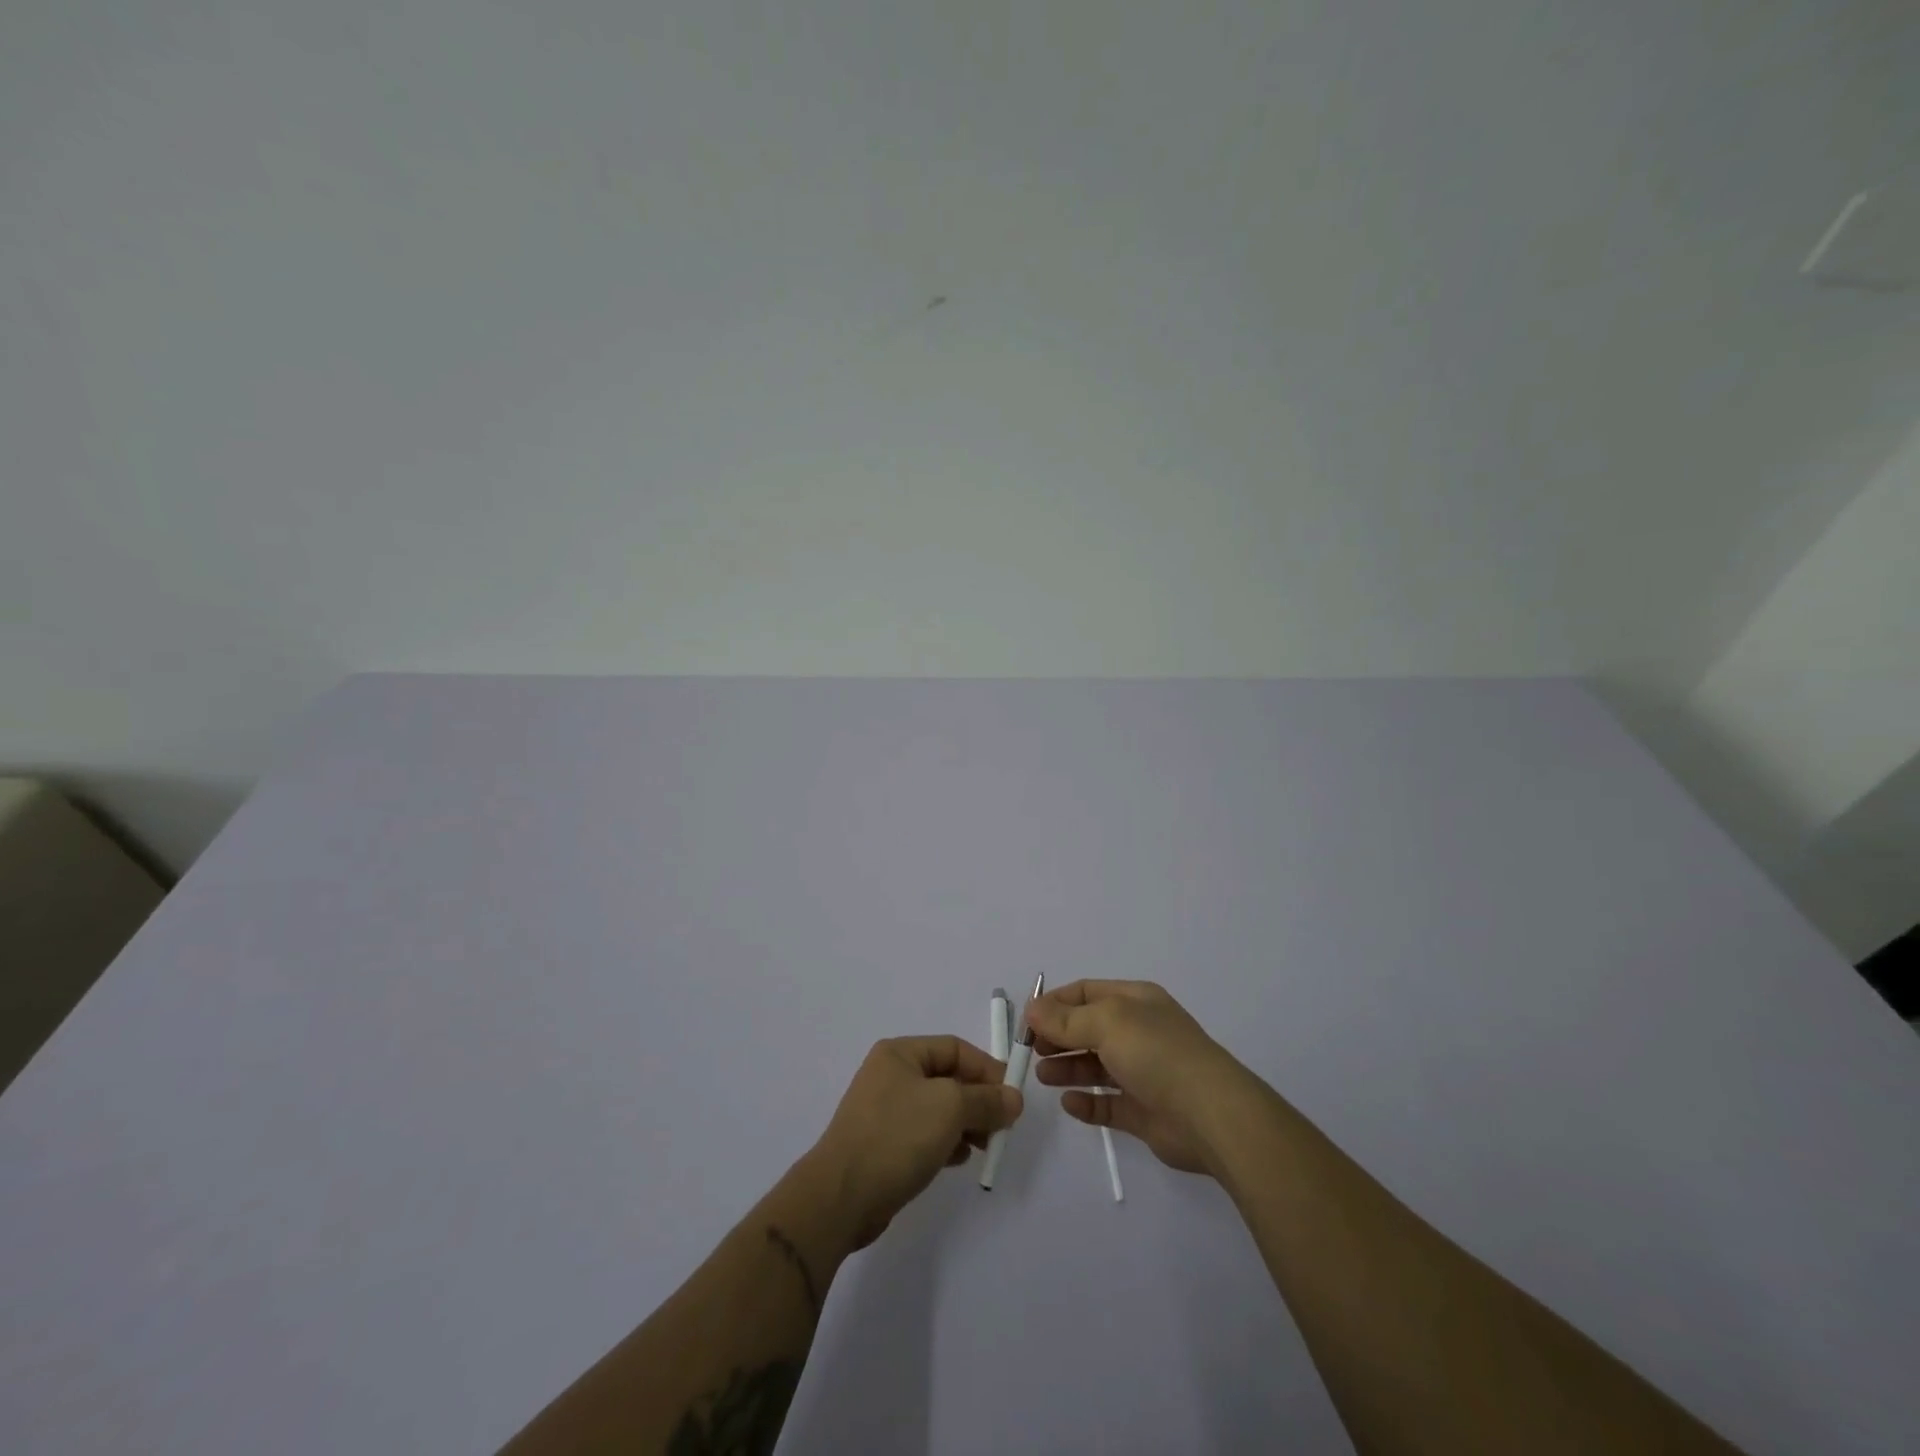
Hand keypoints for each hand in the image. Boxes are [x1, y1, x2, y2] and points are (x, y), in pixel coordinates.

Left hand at [807, 1036, 1022, 1248]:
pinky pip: (924, 1133)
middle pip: (948, 1078)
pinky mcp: (883, 1143)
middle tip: (1003, 1127)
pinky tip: (959, 1159)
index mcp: (900, 1053)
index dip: (987, 1069)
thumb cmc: (897, 1136)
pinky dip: (946, 1142)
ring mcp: (885, 1110)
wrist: (841, 1196)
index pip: (955, 1048)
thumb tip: (1014, 1098)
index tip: (1011, 1097)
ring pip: (938, 1108)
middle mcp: (891, 1074)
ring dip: (966, 1124)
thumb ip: (986, 1100)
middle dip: (978, 1100)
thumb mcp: (950, 1108)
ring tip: (985, 1146)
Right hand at [1028, 980, 1259, 1175]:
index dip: (1054, 1003)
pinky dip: (1086, 1103)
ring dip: (1067, 1068)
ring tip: (1042, 1076)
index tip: (1026, 1020)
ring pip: (1095, 1066)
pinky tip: (1068, 1104)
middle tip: (1031, 1051)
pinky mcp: (1144, 1111)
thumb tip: (1032, 1008)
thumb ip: (1066, 1018)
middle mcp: (1139, 1032)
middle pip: (1088, 1029)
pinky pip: (1107, 1104)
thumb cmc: (1156, 1053)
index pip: (1086, 993)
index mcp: (1135, 1001)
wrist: (1210, 1114)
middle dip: (1057, 1037)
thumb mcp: (1107, 1022)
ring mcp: (1143, 1073)